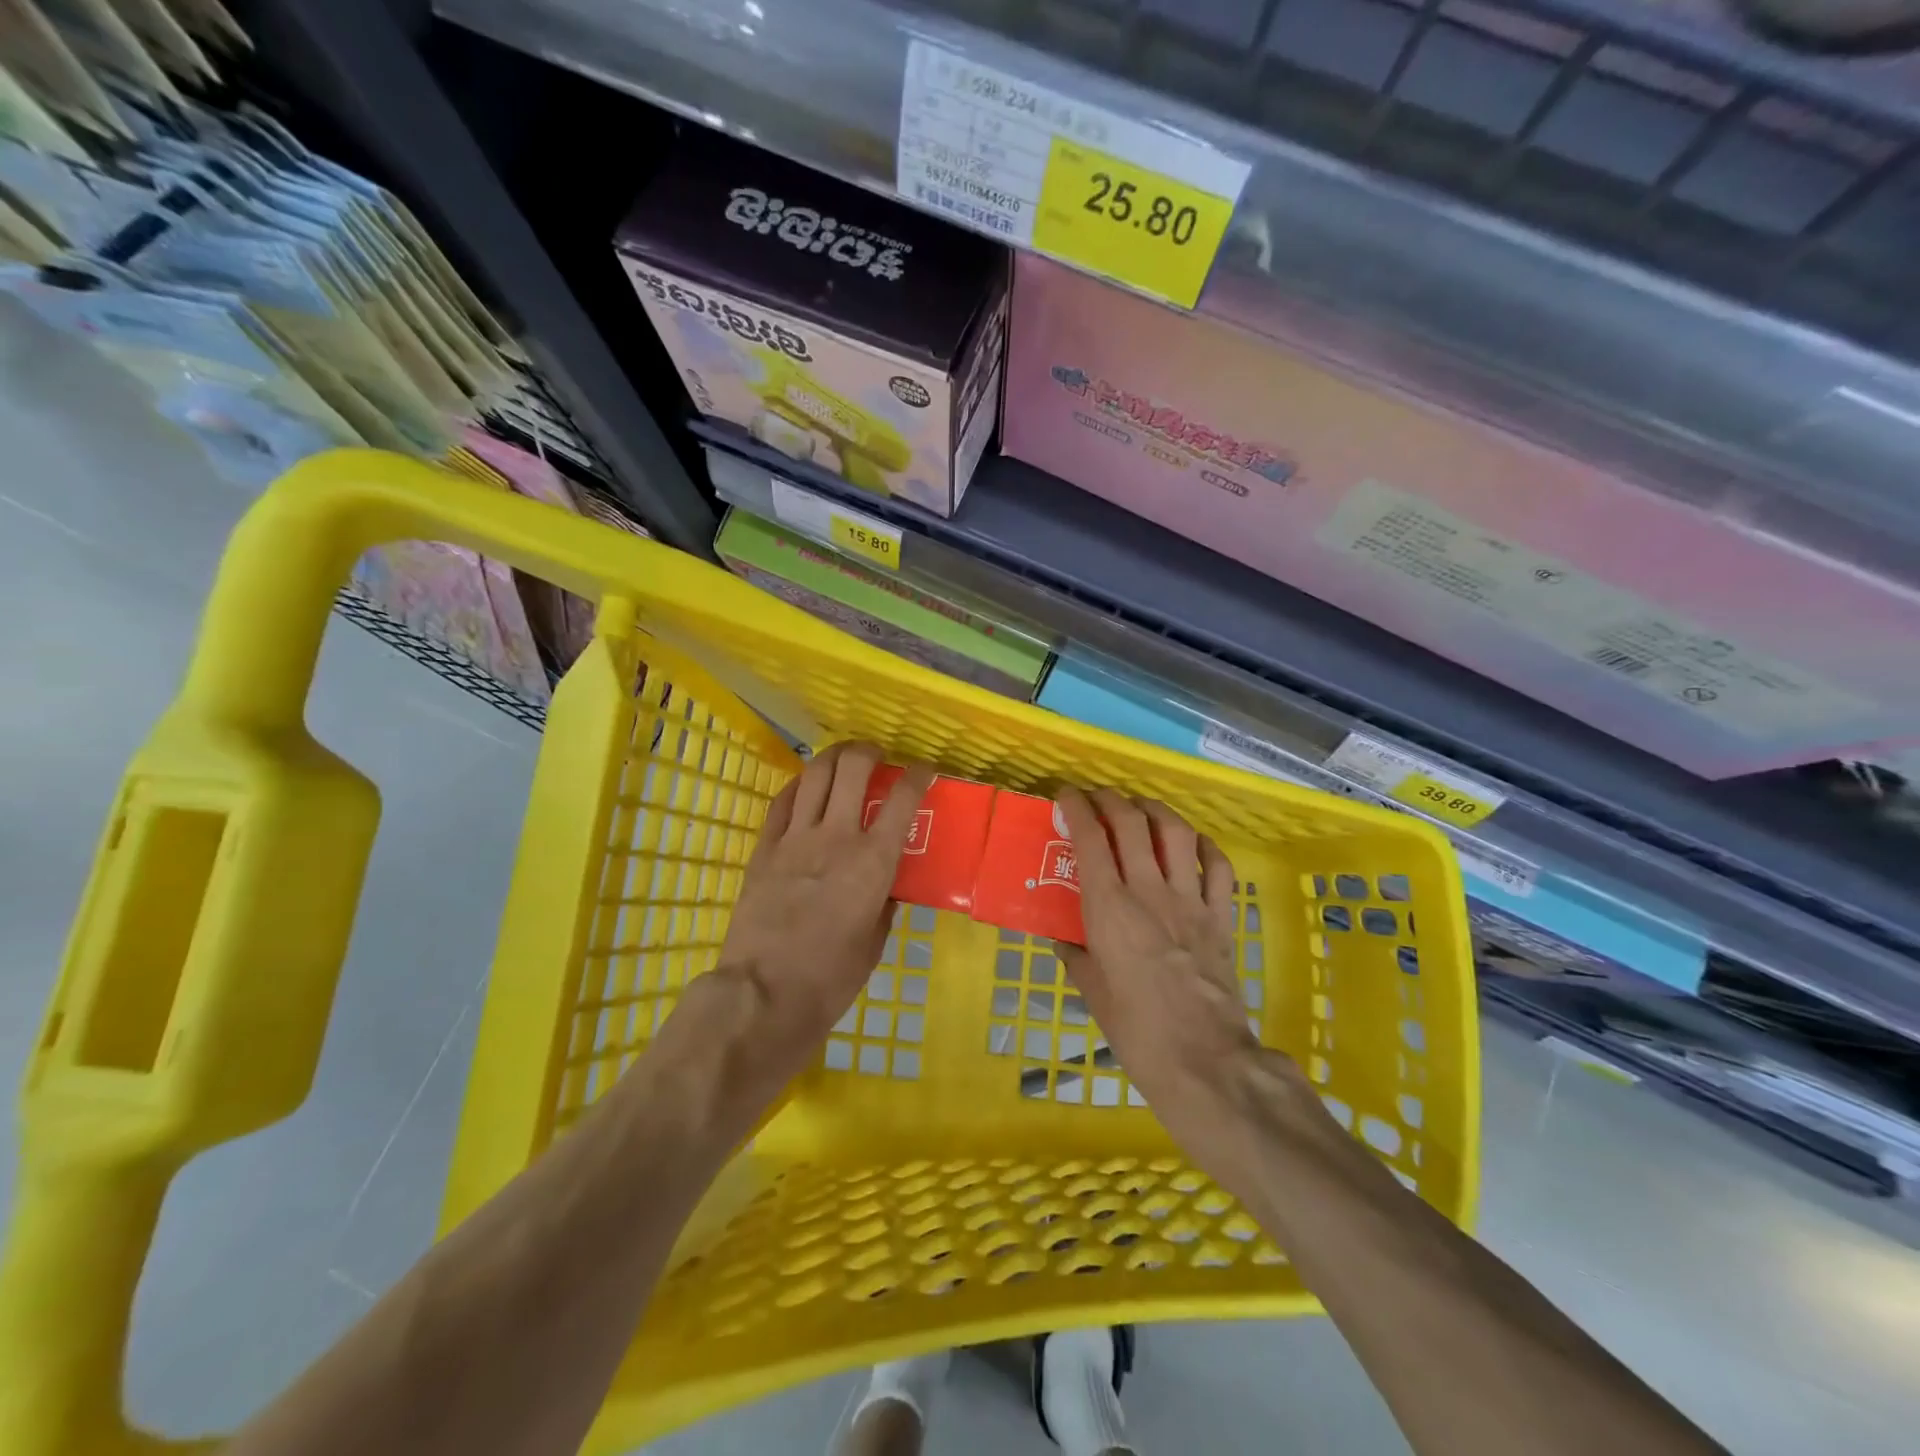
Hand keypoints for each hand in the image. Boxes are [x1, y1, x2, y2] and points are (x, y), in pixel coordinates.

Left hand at [715, 742, 932, 1082]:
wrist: (765, 992)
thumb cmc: (831, 977)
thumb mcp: (875, 941)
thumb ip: (884, 902)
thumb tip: (885, 884)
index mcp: (873, 861)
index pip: (903, 799)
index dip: (918, 775)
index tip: (924, 769)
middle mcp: (837, 836)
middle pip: (853, 768)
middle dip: (869, 752)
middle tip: (877, 757)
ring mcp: (796, 838)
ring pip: (815, 774)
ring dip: (833, 757)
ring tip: (843, 758)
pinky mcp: (764, 848)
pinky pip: (782, 802)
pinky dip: (798, 785)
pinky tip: (805, 785)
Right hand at [1053, 788, 1261, 1138]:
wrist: (1203, 1060)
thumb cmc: (1136, 1030)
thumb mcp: (1092, 992)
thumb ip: (1075, 956)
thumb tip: (1064, 939)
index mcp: (1110, 908)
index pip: (1090, 839)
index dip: (1076, 808)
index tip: (1066, 795)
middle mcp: (1149, 891)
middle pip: (1131, 823)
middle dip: (1111, 798)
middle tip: (1098, 796)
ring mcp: (1190, 900)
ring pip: (1176, 833)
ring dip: (1156, 810)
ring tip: (1142, 807)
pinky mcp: (1221, 916)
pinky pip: (1218, 867)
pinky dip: (1205, 846)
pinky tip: (1194, 843)